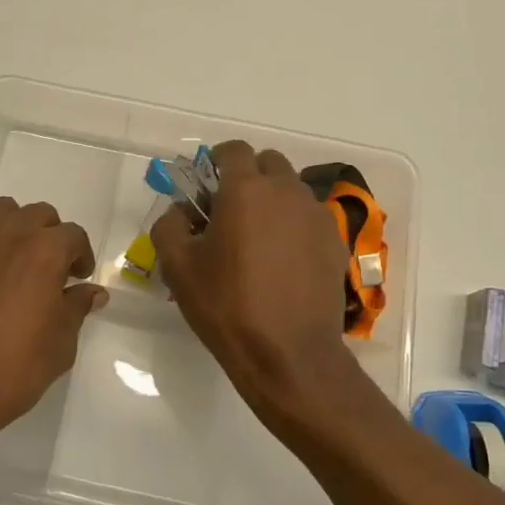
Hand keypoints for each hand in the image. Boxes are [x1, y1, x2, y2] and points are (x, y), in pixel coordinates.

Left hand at [0, 197, 106, 446]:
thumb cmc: (10, 371)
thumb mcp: (60, 345)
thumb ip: (76, 308)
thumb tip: (92, 292)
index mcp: (43, 252)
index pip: (73, 235)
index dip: (81, 256)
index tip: (77, 278)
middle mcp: (6, 233)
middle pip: (38, 215)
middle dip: (50, 237)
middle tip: (48, 270)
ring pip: (0, 212)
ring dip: (13, 229)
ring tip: (11, 261)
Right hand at [150, 142, 378, 438]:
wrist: (289, 354)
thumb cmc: (227, 305)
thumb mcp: (178, 266)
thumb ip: (169, 225)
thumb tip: (181, 211)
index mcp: (246, 190)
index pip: (234, 150)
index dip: (218, 160)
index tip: (207, 183)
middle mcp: (286, 192)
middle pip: (269, 163)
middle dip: (249, 175)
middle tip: (231, 209)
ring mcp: (316, 216)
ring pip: (293, 190)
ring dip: (274, 200)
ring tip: (258, 237)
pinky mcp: (335, 243)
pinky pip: (310, 218)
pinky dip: (295, 225)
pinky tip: (284, 260)